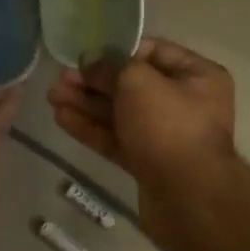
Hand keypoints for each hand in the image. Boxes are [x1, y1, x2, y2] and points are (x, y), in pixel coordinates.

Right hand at [47, 38, 235, 189]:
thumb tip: (90, 61)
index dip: (117, 50)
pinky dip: (92, 128)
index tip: (85, 54)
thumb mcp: (137, 82)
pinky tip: (62, 119)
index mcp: (197, 76)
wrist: (189, 200)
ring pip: (121, 113)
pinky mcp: (149, 162)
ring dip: (87, 104)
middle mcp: (186, 102)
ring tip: (52, 97)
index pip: (152, 52)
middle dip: (94, 81)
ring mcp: (167, 135)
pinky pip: (118, 138)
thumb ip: (110, 67)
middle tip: (59, 79)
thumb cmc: (169, 126)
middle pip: (132, 84)